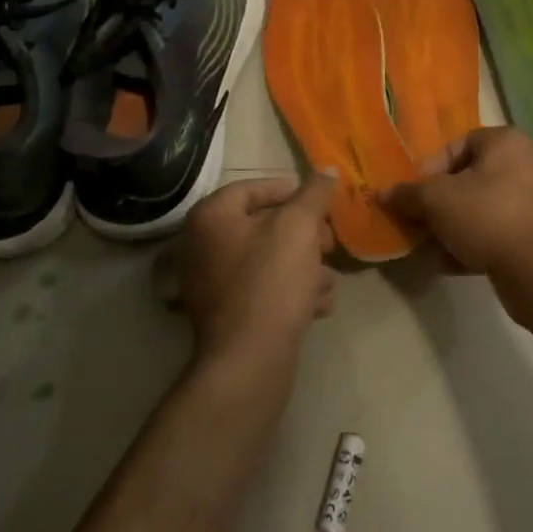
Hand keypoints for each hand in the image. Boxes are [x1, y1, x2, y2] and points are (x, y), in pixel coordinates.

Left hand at [172, 172, 339, 369]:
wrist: (249, 361)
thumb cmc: (271, 281)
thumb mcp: (299, 227)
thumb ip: (315, 194)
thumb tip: (328, 170)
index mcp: (211, 218)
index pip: (252, 188)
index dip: (290, 190)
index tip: (320, 202)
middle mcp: (202, 247)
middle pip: (262, 226)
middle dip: (304, 234)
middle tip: (330, 243)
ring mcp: (210, 284)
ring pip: (267, 261)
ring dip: (304, 266)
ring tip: (330, 279)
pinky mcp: (225, 316)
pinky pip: (262, 291)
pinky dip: (290, 292)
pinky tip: (318, 305)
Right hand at [381, 127, 532, 306]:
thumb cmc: (487, 217)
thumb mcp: (436, 200)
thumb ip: (407, 194)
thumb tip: (383, 193)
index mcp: (506, 143)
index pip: (457, 145)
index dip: (430, 168)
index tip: (413, 194)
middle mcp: (525, 165)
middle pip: (468, 179)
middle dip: (438, 203)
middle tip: (417, 223)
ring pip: (480, 209)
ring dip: (452, 227)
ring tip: (430, 247)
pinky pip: (495, 233)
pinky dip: (472, 245)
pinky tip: (449, 264)